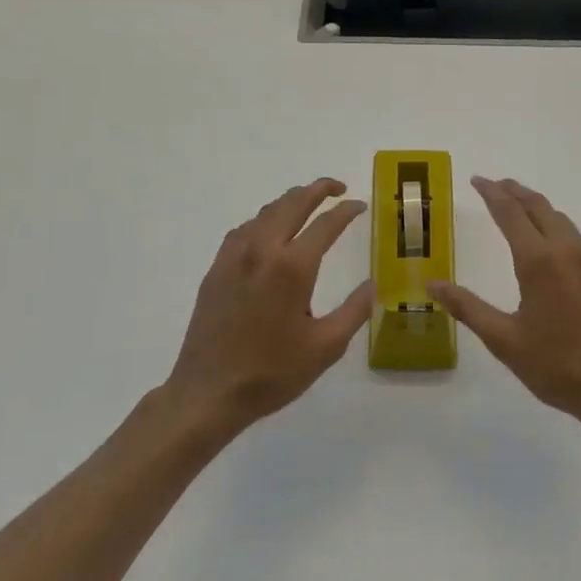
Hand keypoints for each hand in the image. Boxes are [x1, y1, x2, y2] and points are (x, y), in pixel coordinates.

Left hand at [165, 179, 370, 434]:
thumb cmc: (272, 372)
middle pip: (293, 203)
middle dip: (318, 189)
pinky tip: (269, 231)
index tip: (360, 205)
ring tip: (308, 203)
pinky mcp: (217, 269)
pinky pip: (244, 229)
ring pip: (266, 211)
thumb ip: (354, 311)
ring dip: (291, 201)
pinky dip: (265, 219)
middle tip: (337, 187)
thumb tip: (372, 284)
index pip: (326, 223)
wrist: (208, 393)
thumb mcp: (325, 347)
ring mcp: (235, 256)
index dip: (346, 211)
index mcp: (293, 267)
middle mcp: (263, 250)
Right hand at [430, 177, 580, 428]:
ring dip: (543, 214)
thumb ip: (467, 307)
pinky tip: (565, 266)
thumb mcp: (504, 341)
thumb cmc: (557, 368)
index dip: (492, 193)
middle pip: (541, 208)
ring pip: (566, 226)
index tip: (478, 180)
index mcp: (539, 262)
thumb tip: (432, 283)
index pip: (510, 213)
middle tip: (500, 186)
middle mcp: (570, 251)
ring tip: (527, 216)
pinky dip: (568, 245)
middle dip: (517, 193)